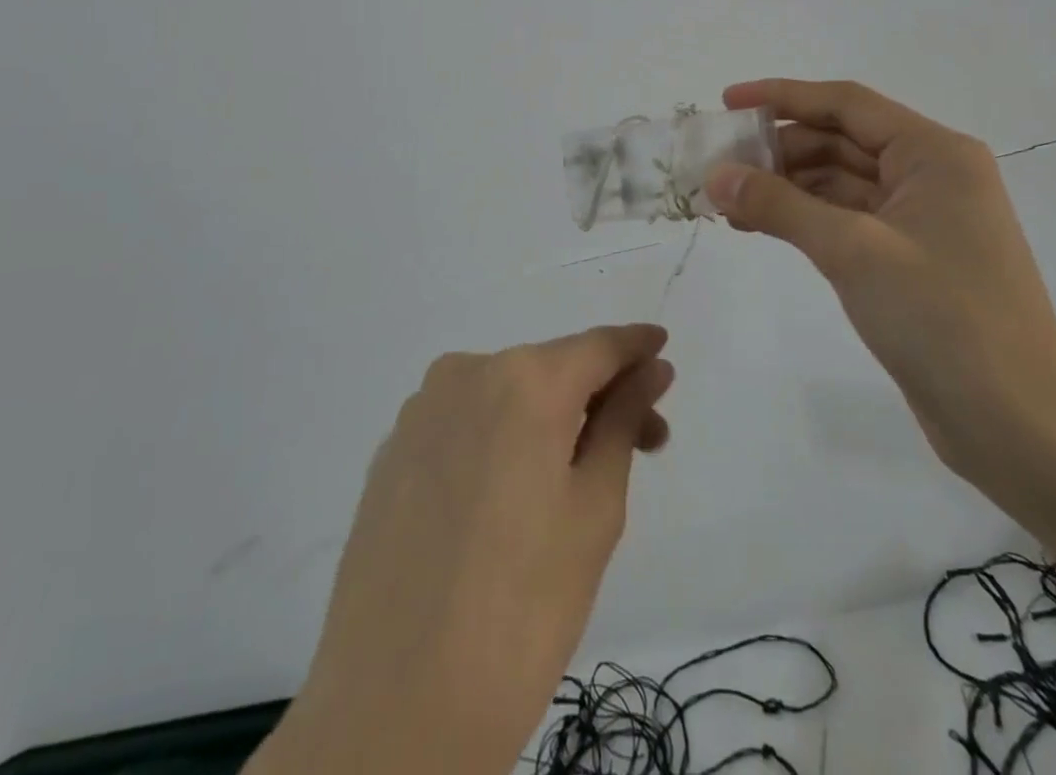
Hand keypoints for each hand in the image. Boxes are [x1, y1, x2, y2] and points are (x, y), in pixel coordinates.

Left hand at [256, 325, 673, 774]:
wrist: (393, 710)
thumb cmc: (522, 607)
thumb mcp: (595, 509)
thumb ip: (622, 421)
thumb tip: (652, 369)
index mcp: (524, 380)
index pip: (597, 345)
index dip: (635, 347)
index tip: (663, 351)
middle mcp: (467, 372)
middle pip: (552, 368)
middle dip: (601, 396)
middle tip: (645, 442)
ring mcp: (421, 410)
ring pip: (506, 394)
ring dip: (550, 416)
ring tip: (577, 476)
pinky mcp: (392, 450)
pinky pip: (465, 422)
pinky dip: (501, 437)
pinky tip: (512, 493)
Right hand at [705, 79, 1055, 485]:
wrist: (1019, 426)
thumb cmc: (943, 318)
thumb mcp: (853, 251)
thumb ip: (780, 206)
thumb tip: (716, 175)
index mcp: (934, 153)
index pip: (847, 104)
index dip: (783, 96)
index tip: (727, 101)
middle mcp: (930, 175)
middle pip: (841, 141)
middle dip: (778, 150)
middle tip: (717, 163)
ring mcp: (920, 220)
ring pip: (839, 183)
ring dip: (784, 188)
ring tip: (725, 200)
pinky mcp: (908, 261)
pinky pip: (846, 221)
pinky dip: (803, 220)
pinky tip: (757, 228)